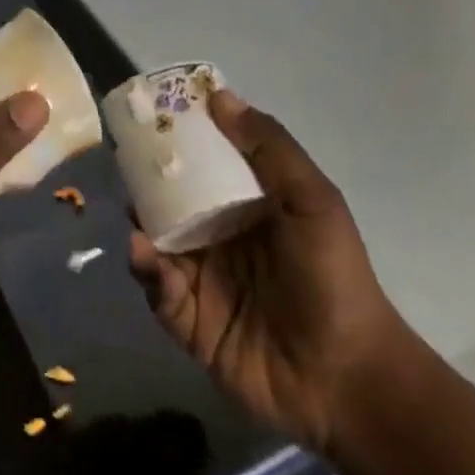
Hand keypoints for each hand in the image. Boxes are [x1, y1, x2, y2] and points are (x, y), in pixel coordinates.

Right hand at [127, 90, 407, 454]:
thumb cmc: (333, 277)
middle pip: (171, 198)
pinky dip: (147, 269)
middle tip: (127, 161)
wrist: (347, 379)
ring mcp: (203, 277)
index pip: (205, 161)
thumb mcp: (312, 199)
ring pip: (157, 239)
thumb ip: (269, 147)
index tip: (152, 111)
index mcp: (247, 204)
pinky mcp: (189, 320)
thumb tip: (219, 96)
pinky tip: (145, 254)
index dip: (180, 137)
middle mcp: (220, 235)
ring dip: (141, 222)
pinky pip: (158, 288)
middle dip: (147, 179)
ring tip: (133, 212)